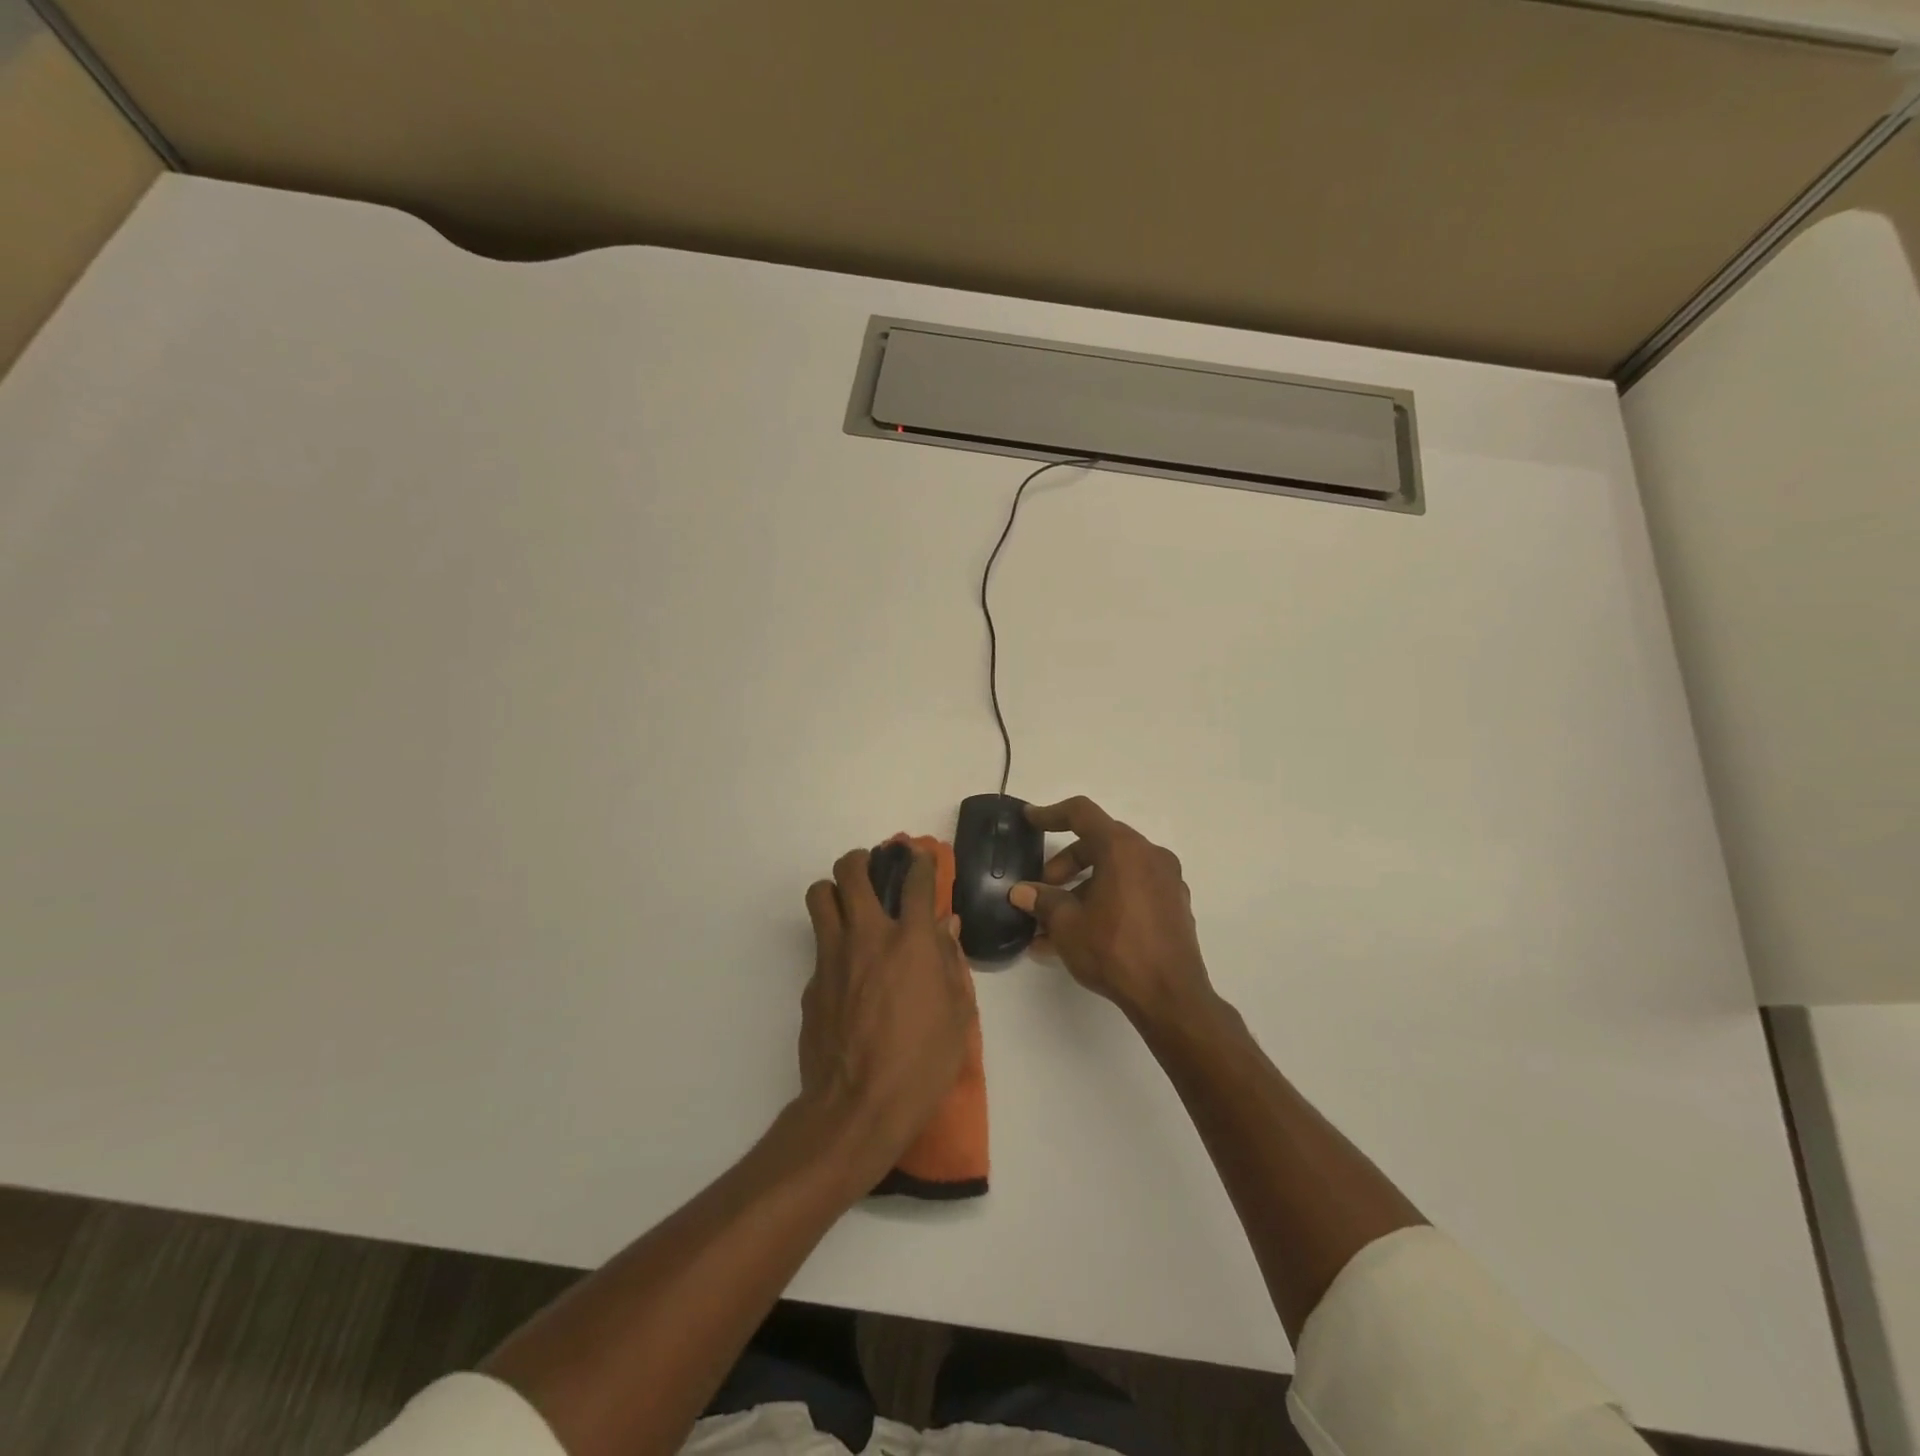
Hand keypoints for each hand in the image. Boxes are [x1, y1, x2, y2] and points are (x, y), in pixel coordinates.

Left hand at [799, 847, 974, 1180]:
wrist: (856, 1109)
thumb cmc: (921, 1064)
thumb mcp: (958, 1015)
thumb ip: (951, 962)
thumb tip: (946, 926)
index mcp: (911, 941)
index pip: (916, 881)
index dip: (920, 862)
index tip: (920, 859)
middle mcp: (868, 936)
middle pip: (851, 872)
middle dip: (862, 860)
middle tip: (872, 870)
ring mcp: (832, 957)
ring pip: (819, 896)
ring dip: (834, 891)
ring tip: (848, 906)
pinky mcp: (810, 983)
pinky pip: (819, 946)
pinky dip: (833, 946)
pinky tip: (848, 975)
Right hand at [1009, 796, 1211, 1022]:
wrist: (1171, 998)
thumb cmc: (1115, 950)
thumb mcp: (1067, 925)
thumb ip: (1042, 901)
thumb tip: (1022, 892)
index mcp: (1124, 849)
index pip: (1082, 814)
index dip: (1051, 814)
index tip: (1030, 820)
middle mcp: (1150, 855)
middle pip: (1099, 844)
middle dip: (1065, 864)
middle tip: (1044, 890)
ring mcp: (1167, 881)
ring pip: (1115, 871)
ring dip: (1083, 889)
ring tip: (1054, 925)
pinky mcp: (1174, 907)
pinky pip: (1132, 892)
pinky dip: (1106, 902)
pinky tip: (1082, 936)